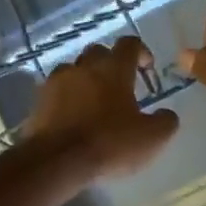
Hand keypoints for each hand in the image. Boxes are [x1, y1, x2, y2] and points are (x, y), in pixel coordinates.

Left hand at [23, 36, 179, 181]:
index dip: (141, 52)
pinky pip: (55, 91)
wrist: (56, 161)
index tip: (147, 68)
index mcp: (114, 69)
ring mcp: (57, 82)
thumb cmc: (109, 143)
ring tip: (92, 101)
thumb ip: (165, 122)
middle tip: (119, 86)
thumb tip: (167, 114)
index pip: (130, 44)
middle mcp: (84, 67)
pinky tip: (71, 118)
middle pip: (98, 52)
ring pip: (73, 69)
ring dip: (84, 79)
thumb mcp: (152, 138)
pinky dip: (65, 98)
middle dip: (110, 63)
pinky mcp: (38, 101)